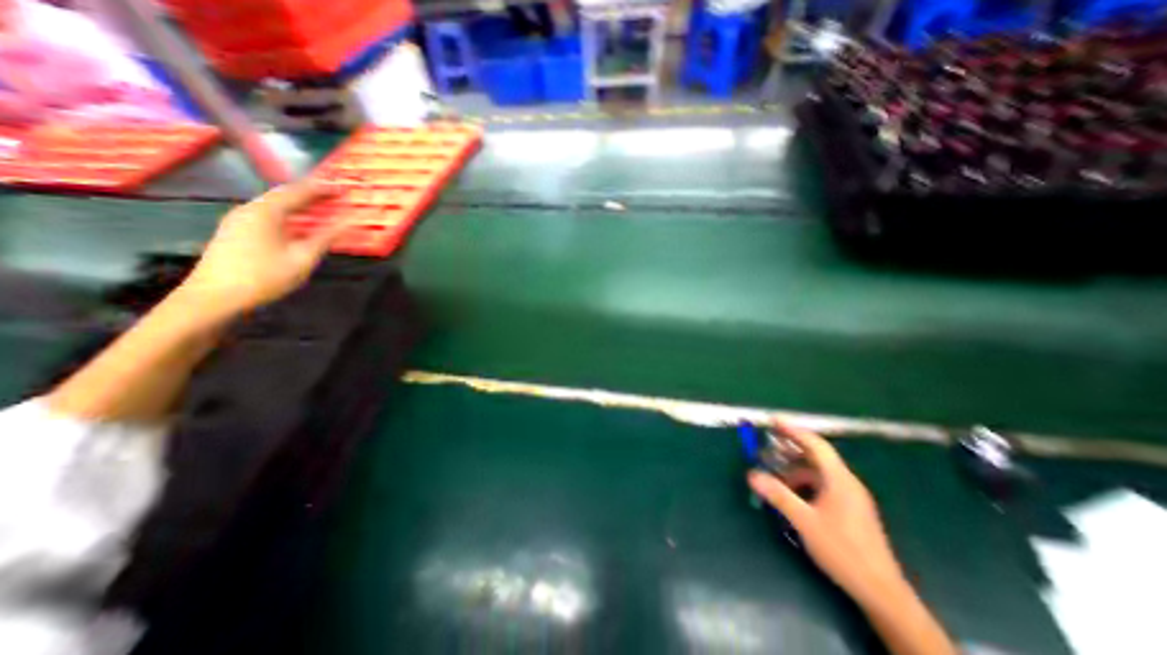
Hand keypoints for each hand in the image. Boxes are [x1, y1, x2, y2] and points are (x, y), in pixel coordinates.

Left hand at [180, 182, 345, 321]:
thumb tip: (347, 222)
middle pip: (283, 194)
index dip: (322, 189)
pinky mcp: (235, 231)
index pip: (298, 192)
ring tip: (319, 207)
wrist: (214, 296)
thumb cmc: (264, 276)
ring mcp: (238, 219)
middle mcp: (249, 209)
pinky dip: (287, 212)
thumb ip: (325, 238)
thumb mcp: (302, 258)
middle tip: (333, 195)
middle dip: (309, 193)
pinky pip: (266, 213)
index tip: (343, 188)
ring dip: (298, 203)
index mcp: (266, 212)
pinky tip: (296, 222)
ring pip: (273, 203)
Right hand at [752, 419, 906, 604]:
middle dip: (791, 447)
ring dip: (794, 468)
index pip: (815, 445)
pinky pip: (821, 484)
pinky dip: (803, 482)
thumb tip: (752, 475)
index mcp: (839, 480)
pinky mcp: (848, 509)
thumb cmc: (843, 551)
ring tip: (773, 472)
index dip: (793, 430)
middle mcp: (846, 483)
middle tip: (767, 442)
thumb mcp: (805, 521)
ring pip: (818, 472)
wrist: (882, 592)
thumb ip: (778, 495)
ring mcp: (849, 496)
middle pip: (816, 455)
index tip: (773, 420)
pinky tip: (790, 492)